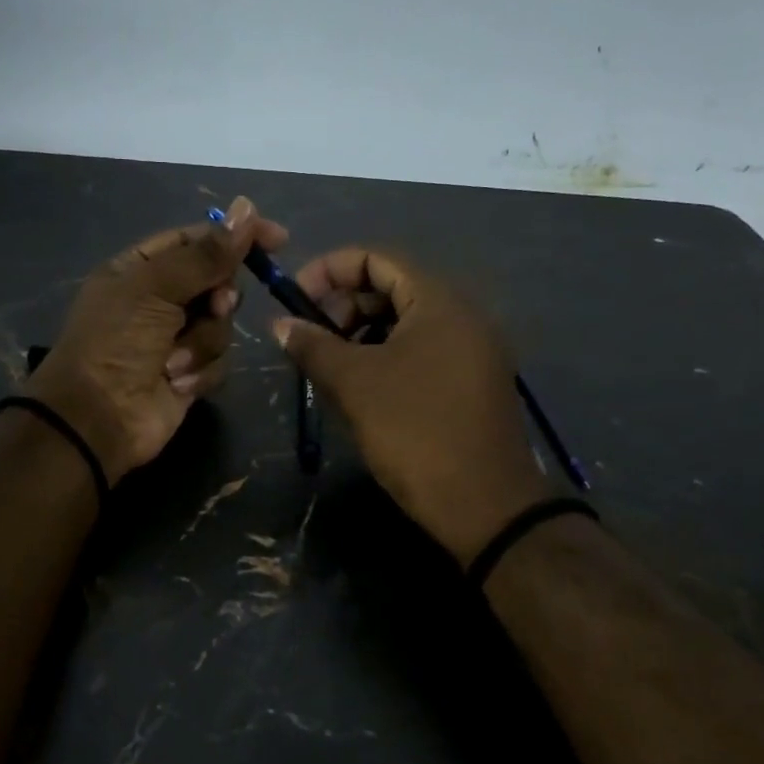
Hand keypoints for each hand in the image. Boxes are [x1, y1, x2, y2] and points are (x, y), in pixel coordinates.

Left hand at [28, 197, 285, 483]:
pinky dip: (199, 372)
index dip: (234, 236)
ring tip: (173, 361)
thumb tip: (247, 208)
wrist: (98, 418)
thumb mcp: (155, 288)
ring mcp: (175, 339)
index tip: (276, 240)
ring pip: (221, 325)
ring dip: (202, 343)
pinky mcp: (190, 374)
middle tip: (215, 306)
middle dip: (219, 298)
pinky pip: (218, 361)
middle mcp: (159, 300)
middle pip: (216, 282)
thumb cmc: (115, 342)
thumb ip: (205, 254)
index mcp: (140, 269)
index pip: (195, 239)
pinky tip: (176, 384)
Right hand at [273, 248, 549, 565]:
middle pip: (391, 287)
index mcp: (439, 301)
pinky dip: (385, 356)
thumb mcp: (355, 384)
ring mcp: (471, 349)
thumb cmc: (415, 432)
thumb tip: (280, 324)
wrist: (484, 505)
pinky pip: (421, 350)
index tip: (294, 300)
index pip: (377, 258)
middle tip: (310, 339)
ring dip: (361, 333)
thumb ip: (313, 346)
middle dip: (342, 305)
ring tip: (329, 366)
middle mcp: (462, 314)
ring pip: (405, 322)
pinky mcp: (471, 382)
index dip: (328, 270)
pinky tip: (360, 387)